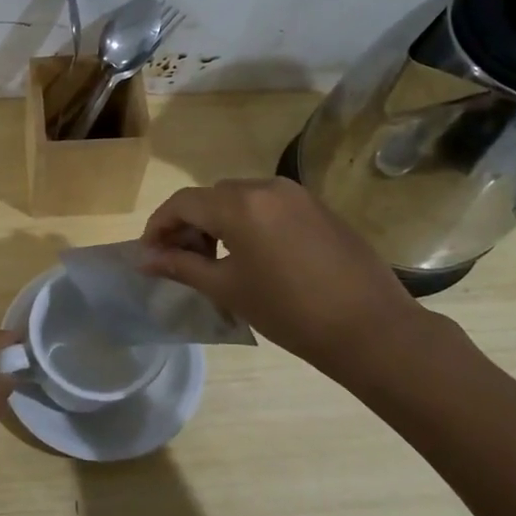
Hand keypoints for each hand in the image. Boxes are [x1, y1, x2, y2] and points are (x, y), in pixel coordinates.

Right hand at [140, 178, 437, 388]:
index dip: (159, 226)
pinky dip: (249, 223)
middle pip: (211, 197)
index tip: (149, 255)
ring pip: (240, 199)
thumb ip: (182, 267)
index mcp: (239, 204)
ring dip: (218, 223)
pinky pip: (269, 206)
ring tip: (215, 262)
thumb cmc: (289, 311)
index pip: (183, 203)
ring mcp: (297, 194)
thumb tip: (145, 259)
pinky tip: (253, 257)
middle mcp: (266, 187)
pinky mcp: (318, 207)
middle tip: (180, 262)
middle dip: (189, 225)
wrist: (371, 328)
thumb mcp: (227, 289)